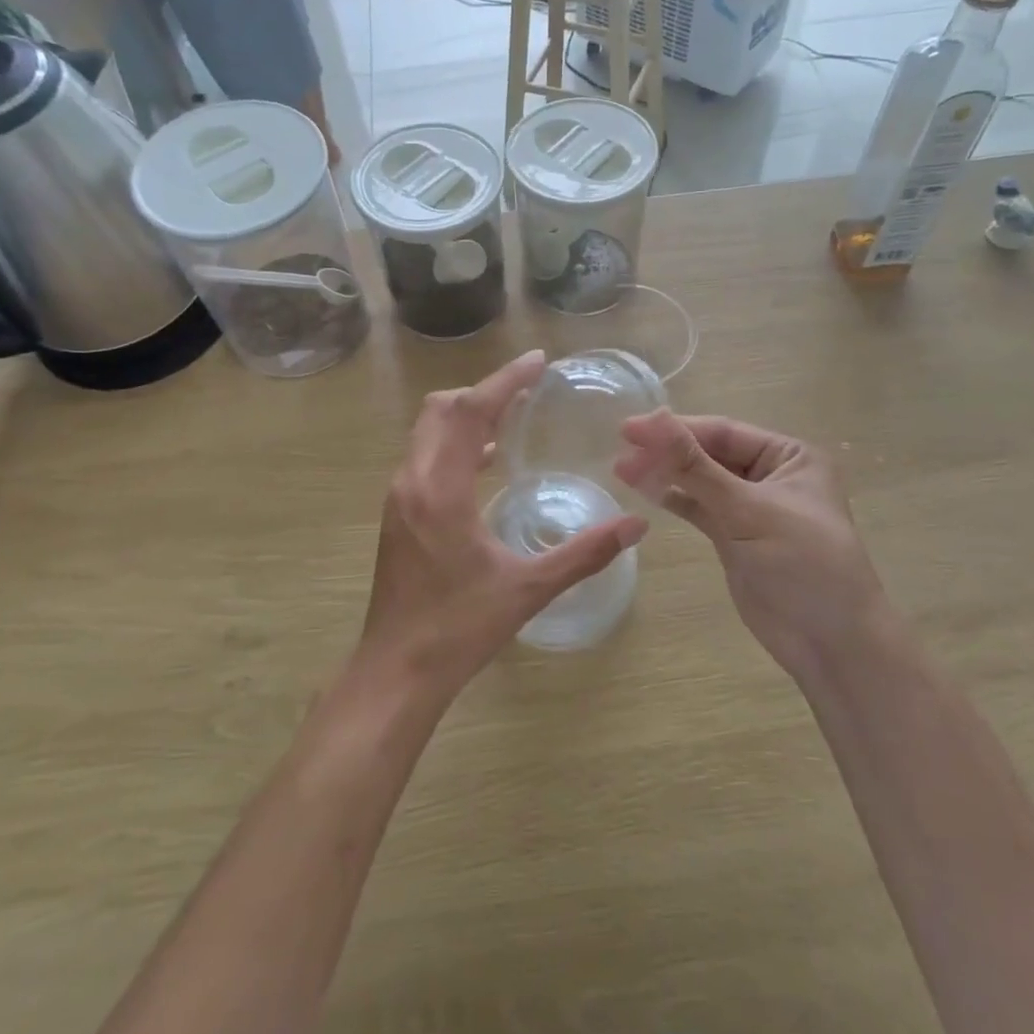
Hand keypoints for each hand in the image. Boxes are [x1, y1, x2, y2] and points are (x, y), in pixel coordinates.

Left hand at [359, 351, 646, 702]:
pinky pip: (426, 456)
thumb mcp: (528, 589)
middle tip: (529, 389)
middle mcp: (412, 481)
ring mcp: (399, 497)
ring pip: (429, 431)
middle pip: (442, 410)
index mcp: (440, 489)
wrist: (396, 671)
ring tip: (514, 416)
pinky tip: (487, 462)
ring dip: (467, 415)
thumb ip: (584, 553)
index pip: (470, 412)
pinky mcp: (397, 513)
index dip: (505, 381)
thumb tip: (637, 526)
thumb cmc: (459, 629)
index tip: (538, 362)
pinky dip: (455, 443)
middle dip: (484, 392)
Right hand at [614, 411, 887, 683]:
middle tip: (620, 453)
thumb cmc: (803, 564)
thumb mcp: (748, 510)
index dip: (676, 429)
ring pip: (702, 482)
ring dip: (666, 475)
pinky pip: (700, 509)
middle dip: (667, 453)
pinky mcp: (736, 537)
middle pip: (710, 454)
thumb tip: (655, 419)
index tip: (628, 429)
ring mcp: (752, 508)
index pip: (723, 433)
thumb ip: (696, 467)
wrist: (832, 644)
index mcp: (790, 456)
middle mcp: (772, 475)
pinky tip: (645, 491)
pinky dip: (675, 500)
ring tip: (621, 470)